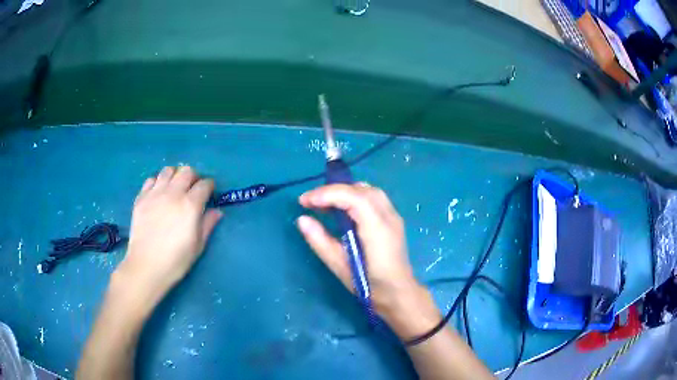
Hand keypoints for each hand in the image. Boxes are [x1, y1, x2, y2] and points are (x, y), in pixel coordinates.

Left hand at [115, 166, 222, 305]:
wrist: (147, 266)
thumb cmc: (176, 260)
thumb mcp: (198, 246)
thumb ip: (208, 225)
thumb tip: (217, 211)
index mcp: (190, 205)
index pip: (204, 184)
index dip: (210, 186)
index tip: (210, 193)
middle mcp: (173, 193)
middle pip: (187, 171)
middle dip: (193, 177)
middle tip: (193, 189)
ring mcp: (155, 193)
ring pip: (168, 170)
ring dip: (175, 176)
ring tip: (175, 188)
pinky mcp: (141, 197)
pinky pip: (151, 179)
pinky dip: (157, 182)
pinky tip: (158, 194)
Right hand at [297, 183, 439, 339]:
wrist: (398, 294)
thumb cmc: (369, 284)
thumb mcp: (339, 266)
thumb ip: (320, 241)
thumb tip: (302, 219)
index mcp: (377, 229)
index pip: (353, 197)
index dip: (327, 194)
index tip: (304, 201)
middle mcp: (388, 217)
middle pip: (361, 190)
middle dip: (333, 191)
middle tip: (311, 202)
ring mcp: (393, 217)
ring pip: (369, 190)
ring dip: (345, 191)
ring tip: (324, 203)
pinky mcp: (393, 220)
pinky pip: (373, 198)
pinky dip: (355, 196)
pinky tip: (343, 208)